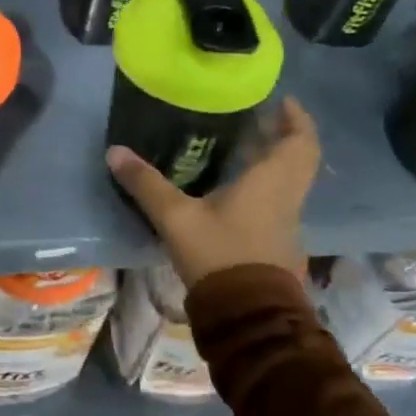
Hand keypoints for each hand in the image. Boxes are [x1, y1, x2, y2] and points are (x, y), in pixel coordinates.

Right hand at [107, 97, 319, 287]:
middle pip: (300, 158)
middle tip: (259, 118)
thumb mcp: (176, 218)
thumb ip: (147, 184)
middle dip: (284, 135)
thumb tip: (115, 152)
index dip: (296, 118)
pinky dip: (266, 183)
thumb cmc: (220, 255)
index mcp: (271, 182)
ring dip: (275, 159)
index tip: (282, 99)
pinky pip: (279, 199)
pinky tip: (236, 185)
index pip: (300, 142)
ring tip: (244, 144)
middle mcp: (286, 197)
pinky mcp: (276, 242)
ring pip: (290, 180)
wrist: (248, 316)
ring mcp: (285, 222)